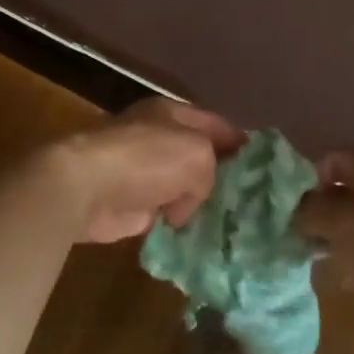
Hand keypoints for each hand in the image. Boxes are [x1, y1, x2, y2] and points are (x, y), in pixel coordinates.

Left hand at [54, 98, 243, 243]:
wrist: (87, 187)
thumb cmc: (145, 159)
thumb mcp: (197, 153)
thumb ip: (211, 170)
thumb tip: (188, 201)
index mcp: (172, 115)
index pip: (216, 124)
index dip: (241, 143)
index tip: (266, 167)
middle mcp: (158, 140)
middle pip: (200, 158)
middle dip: (222, 178)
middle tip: (253, 202)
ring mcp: (144, 175)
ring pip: (184, 190)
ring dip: (200, 206)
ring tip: (233, 225)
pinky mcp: (132, 207)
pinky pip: (166, 216)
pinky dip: (179, 226)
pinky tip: (202, 238)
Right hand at [294, 150, 353, 313]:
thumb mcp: (342, 224)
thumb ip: (313, 211)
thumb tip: (299, 209)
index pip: (337, 159)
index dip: (311, 177)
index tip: (297, 206)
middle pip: (352, 192)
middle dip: (325, 212)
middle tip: (306, 236)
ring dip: (343, 238)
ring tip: (326, 262)